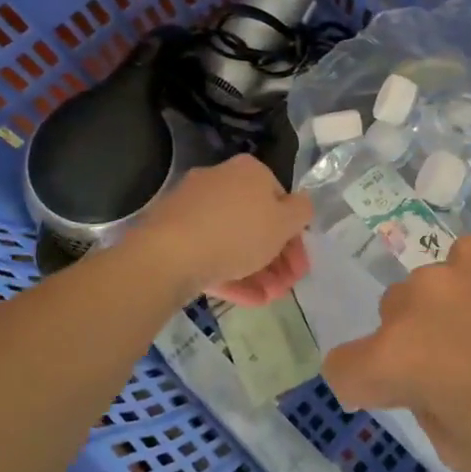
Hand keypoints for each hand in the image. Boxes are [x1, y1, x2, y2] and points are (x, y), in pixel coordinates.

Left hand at [137, 156, 312, 305]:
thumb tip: (300, 205)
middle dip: (277, 259)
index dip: (295, 235)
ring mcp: (194, 208)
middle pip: (257, 223)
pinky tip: (247, 300)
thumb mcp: (285, 222)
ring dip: (258, 271)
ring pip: (234, 241)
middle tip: (286, 286)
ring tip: (269, 299)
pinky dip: (231, 274)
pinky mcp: (173, 235)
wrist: (168, 255)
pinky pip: (210, 252)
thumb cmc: (238, 232)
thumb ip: (302, 211)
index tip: (300, 265)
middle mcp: (221, 181)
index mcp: (249, 171)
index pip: (281, 200)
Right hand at [322, 216, 470, 471]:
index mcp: (402, 354)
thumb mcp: (467, 453)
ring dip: (466, 298)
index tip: (400, 387)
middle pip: (397, 312)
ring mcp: (469, 251)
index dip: (368, 382)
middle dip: (422, 335)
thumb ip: (426, 408)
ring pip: (446, 276)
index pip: (344, 365)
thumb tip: (427, 377)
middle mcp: (423, 293)